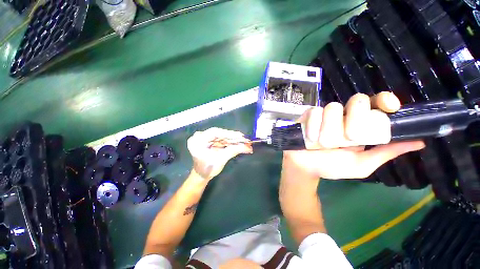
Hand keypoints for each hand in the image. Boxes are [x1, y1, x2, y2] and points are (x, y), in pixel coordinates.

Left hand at [187, 127, 252, 180]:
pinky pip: (220, 139)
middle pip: (218, 133)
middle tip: (243, 138)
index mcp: (198, 141)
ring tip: (242, 140)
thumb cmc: (208, 169)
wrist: (201, 175)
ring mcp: (204, 138)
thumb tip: (247, 147)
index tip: (240, 135)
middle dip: (232, 137)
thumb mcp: (220, 160)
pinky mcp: (208, 140)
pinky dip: (228, 141)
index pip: (215, 132)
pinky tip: (237, 142)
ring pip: (220, 136)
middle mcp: (199, 137)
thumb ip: (232, 151)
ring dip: (231, 139)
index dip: (228, 133)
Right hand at [284, 92, 424, 178]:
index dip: (383, 100)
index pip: (374, 102)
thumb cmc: (332, 166)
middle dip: (355, 119)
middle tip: (348, 139)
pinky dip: (313, 126)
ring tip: (323, 143)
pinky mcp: (307, 116)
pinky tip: (310, 137)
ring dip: (329, 129)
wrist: (306, 168)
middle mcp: (343, 116)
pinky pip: (313, 112)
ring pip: (333, 107)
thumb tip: (419, 142)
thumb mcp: (361, 164)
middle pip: (356, 101)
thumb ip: (385, 153)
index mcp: (358, 124)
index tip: (389, 107)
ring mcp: (324, 114)